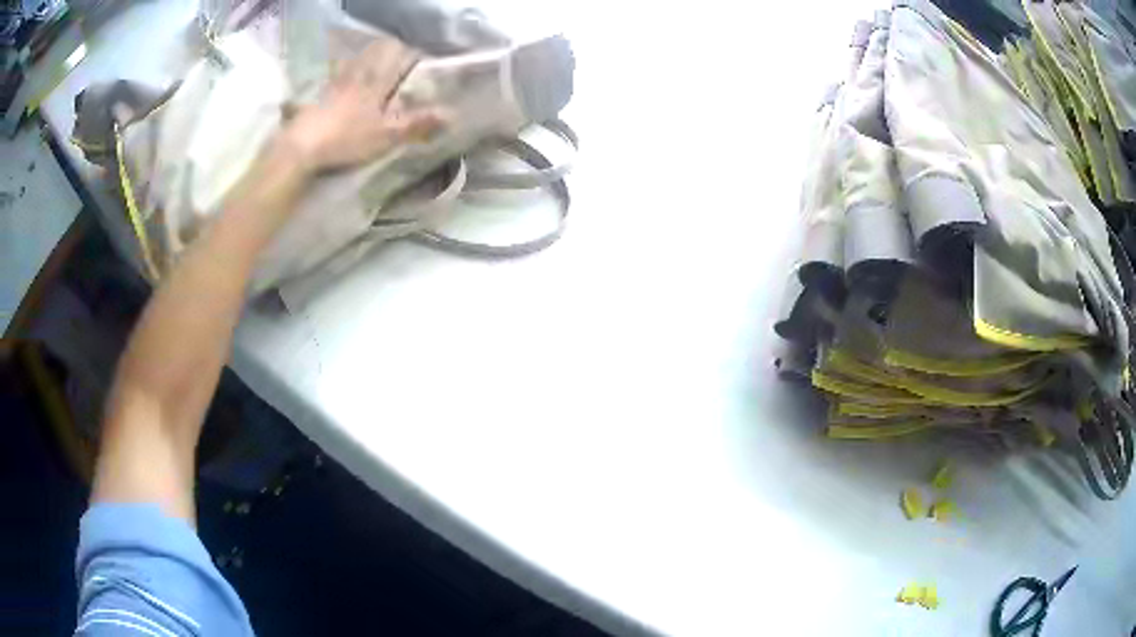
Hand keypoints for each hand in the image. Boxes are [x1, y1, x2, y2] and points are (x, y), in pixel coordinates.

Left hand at [282, 39, 442, 172]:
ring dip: (361, 63)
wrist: (300, 148)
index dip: (410, 55)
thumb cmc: (346, 139)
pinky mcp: (314, 100)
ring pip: (350, 66)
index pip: (396, 58)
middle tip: (393, 58)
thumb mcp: (386, 135)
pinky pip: (330, 82)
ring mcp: (332, 87)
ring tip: (367, 69)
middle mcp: (354, 78)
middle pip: (371, 56)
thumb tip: (452, 114)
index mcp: (374, 83)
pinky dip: (337, 79)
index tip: (420, 57)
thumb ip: (417, 124)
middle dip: (384, 53)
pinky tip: (336, 87)